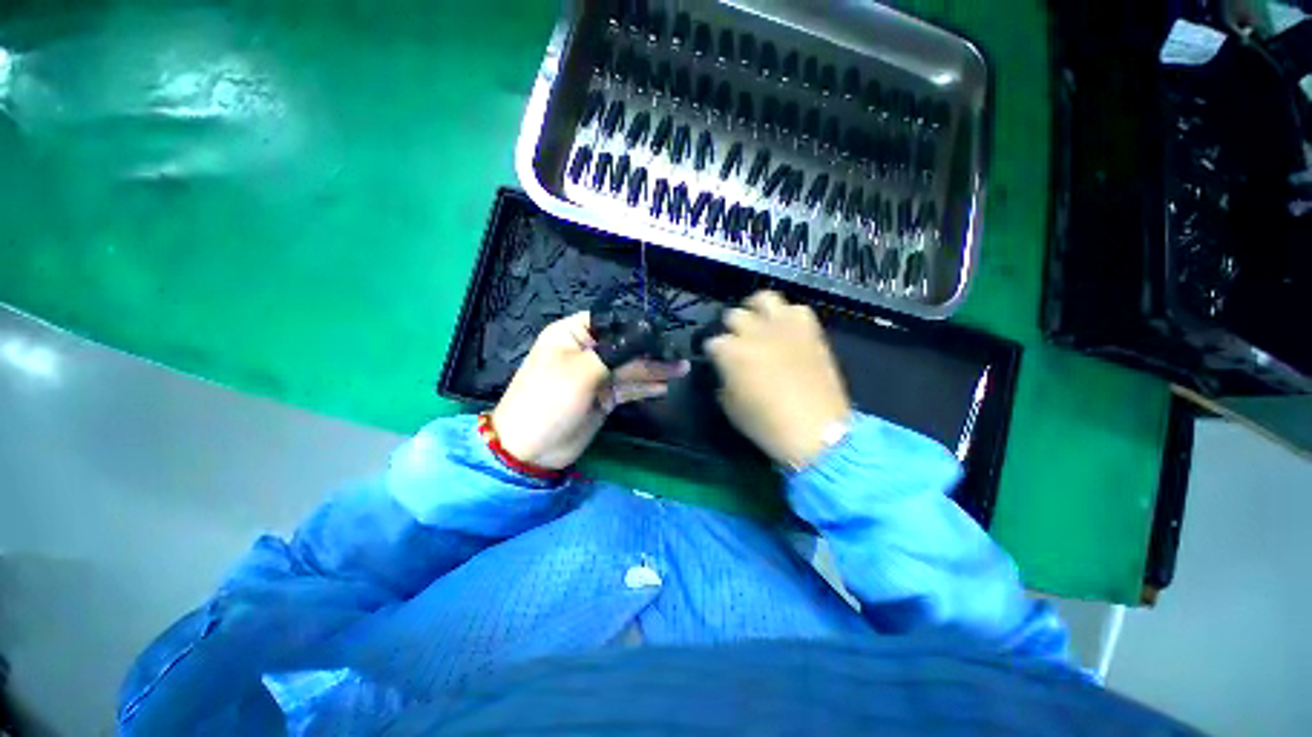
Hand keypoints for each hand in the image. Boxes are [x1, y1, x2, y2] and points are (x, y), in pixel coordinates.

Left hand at [492, 312, 688, 470]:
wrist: (531, 449)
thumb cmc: (549, 400)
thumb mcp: (582, 371)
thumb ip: (617, 352)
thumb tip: (647, 335)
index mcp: (574, 334)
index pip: (612, 321)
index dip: (637, 326)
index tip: (663, 333)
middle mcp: (588, 351)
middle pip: (626, 346)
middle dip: (651, 352)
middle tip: (679, 356)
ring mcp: (597, 376)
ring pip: (630, 368)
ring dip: (654, 370)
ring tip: (681, 370)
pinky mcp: (604, 397)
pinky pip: (629, 388)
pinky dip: (646, 387)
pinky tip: (664, 386)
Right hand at [706, 291, 850, 469]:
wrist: (816, 431)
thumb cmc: (766, 424)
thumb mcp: (730, 406)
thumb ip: (723, 379)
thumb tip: (726, 369)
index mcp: (731, 351)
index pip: (711, 342)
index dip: (712, 353)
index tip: (716, 362)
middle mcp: (754, 331)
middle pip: (734, 315)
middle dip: (731, 329)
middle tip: (737, 343)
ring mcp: (783, 326)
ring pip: (764, 298)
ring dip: (757, 309)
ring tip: (759, 323)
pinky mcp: (809, 330)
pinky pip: (796, 309)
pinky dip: (788, 316)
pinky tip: (786, 331)